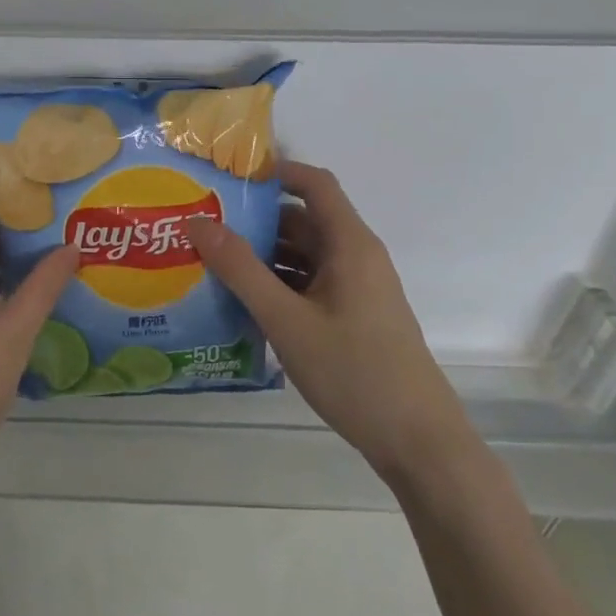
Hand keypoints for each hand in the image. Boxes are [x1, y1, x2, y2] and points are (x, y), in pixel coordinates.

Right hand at [187, 161, 471, 481]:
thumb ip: (240, 270)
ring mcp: (355, 289)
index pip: (314, 184)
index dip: (275, 172)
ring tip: (209, 262)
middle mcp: (355, 257)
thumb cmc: (354, 372)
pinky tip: (240, 302)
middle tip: (201, 225)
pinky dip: (276, 284)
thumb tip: (198, 223)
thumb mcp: (286, 319)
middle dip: (253, 220)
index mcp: (350, 244)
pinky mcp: (351, 316)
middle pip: (302, 221)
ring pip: (302, 256)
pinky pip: (308, 284)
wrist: (417, 443)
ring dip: (261, 256)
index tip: (227, 178)